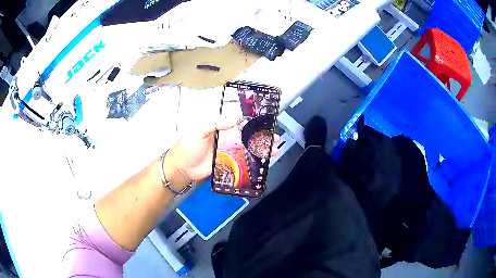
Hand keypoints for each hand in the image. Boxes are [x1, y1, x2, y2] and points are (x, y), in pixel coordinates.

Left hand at [163, 116, 280, 190]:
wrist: (182, 168)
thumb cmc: (187, 146)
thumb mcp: (198, 131)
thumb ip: (214, 123)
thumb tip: (234, 119)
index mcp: (219, 126)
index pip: (238, 120)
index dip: (251, 120)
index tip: (265, 120)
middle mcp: (226, 136)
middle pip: (247, 134)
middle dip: (261, 134)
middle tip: (275, 136)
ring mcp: (228, 149)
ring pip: (248, 146)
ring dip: (261, 147)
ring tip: (275, 148)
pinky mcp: (229, 161)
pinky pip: (243, 159)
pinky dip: (254, 159)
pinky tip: (264, 160)